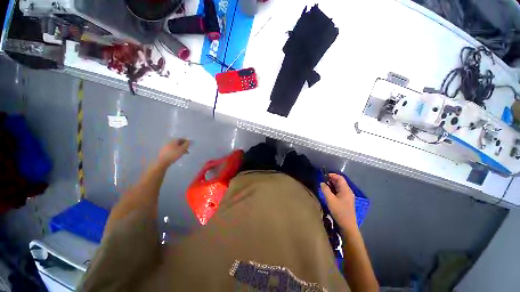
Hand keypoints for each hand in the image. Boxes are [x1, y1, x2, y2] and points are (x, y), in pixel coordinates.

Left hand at [158, 138, 189, 165]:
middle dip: (184, 145)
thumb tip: (190, 141)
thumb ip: (187, 144)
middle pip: (179, 142)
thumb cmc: (173, 154)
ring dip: (181, 148)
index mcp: (174, 140)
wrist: (162, 161)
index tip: (191, 145)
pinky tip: (180, 154)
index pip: (182, 138)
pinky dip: (177, 151)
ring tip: (185, 153)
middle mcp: (170, 141)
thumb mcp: (182, 149)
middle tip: (188, 149)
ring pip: (176, 146)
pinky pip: (173, 149)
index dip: (187, 141)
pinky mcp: (165, 151)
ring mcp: (167, 146)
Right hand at [321, 173, 356, 231]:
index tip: (323, 176)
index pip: (340, 178)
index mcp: (346, 190)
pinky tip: (328, 193)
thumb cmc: (339, 211)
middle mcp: (348, 191)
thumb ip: (325, 190)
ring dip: (332, 185)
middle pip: (340, 182)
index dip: (332, 175)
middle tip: (322, 181)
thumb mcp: (330, 200)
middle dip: (331, 180)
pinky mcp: (346, 201)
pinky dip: (334, 190)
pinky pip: (339, 192)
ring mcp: (347, 196)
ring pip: (339, 187)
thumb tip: (322, 183)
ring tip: (324, 186)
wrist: (347, 225)